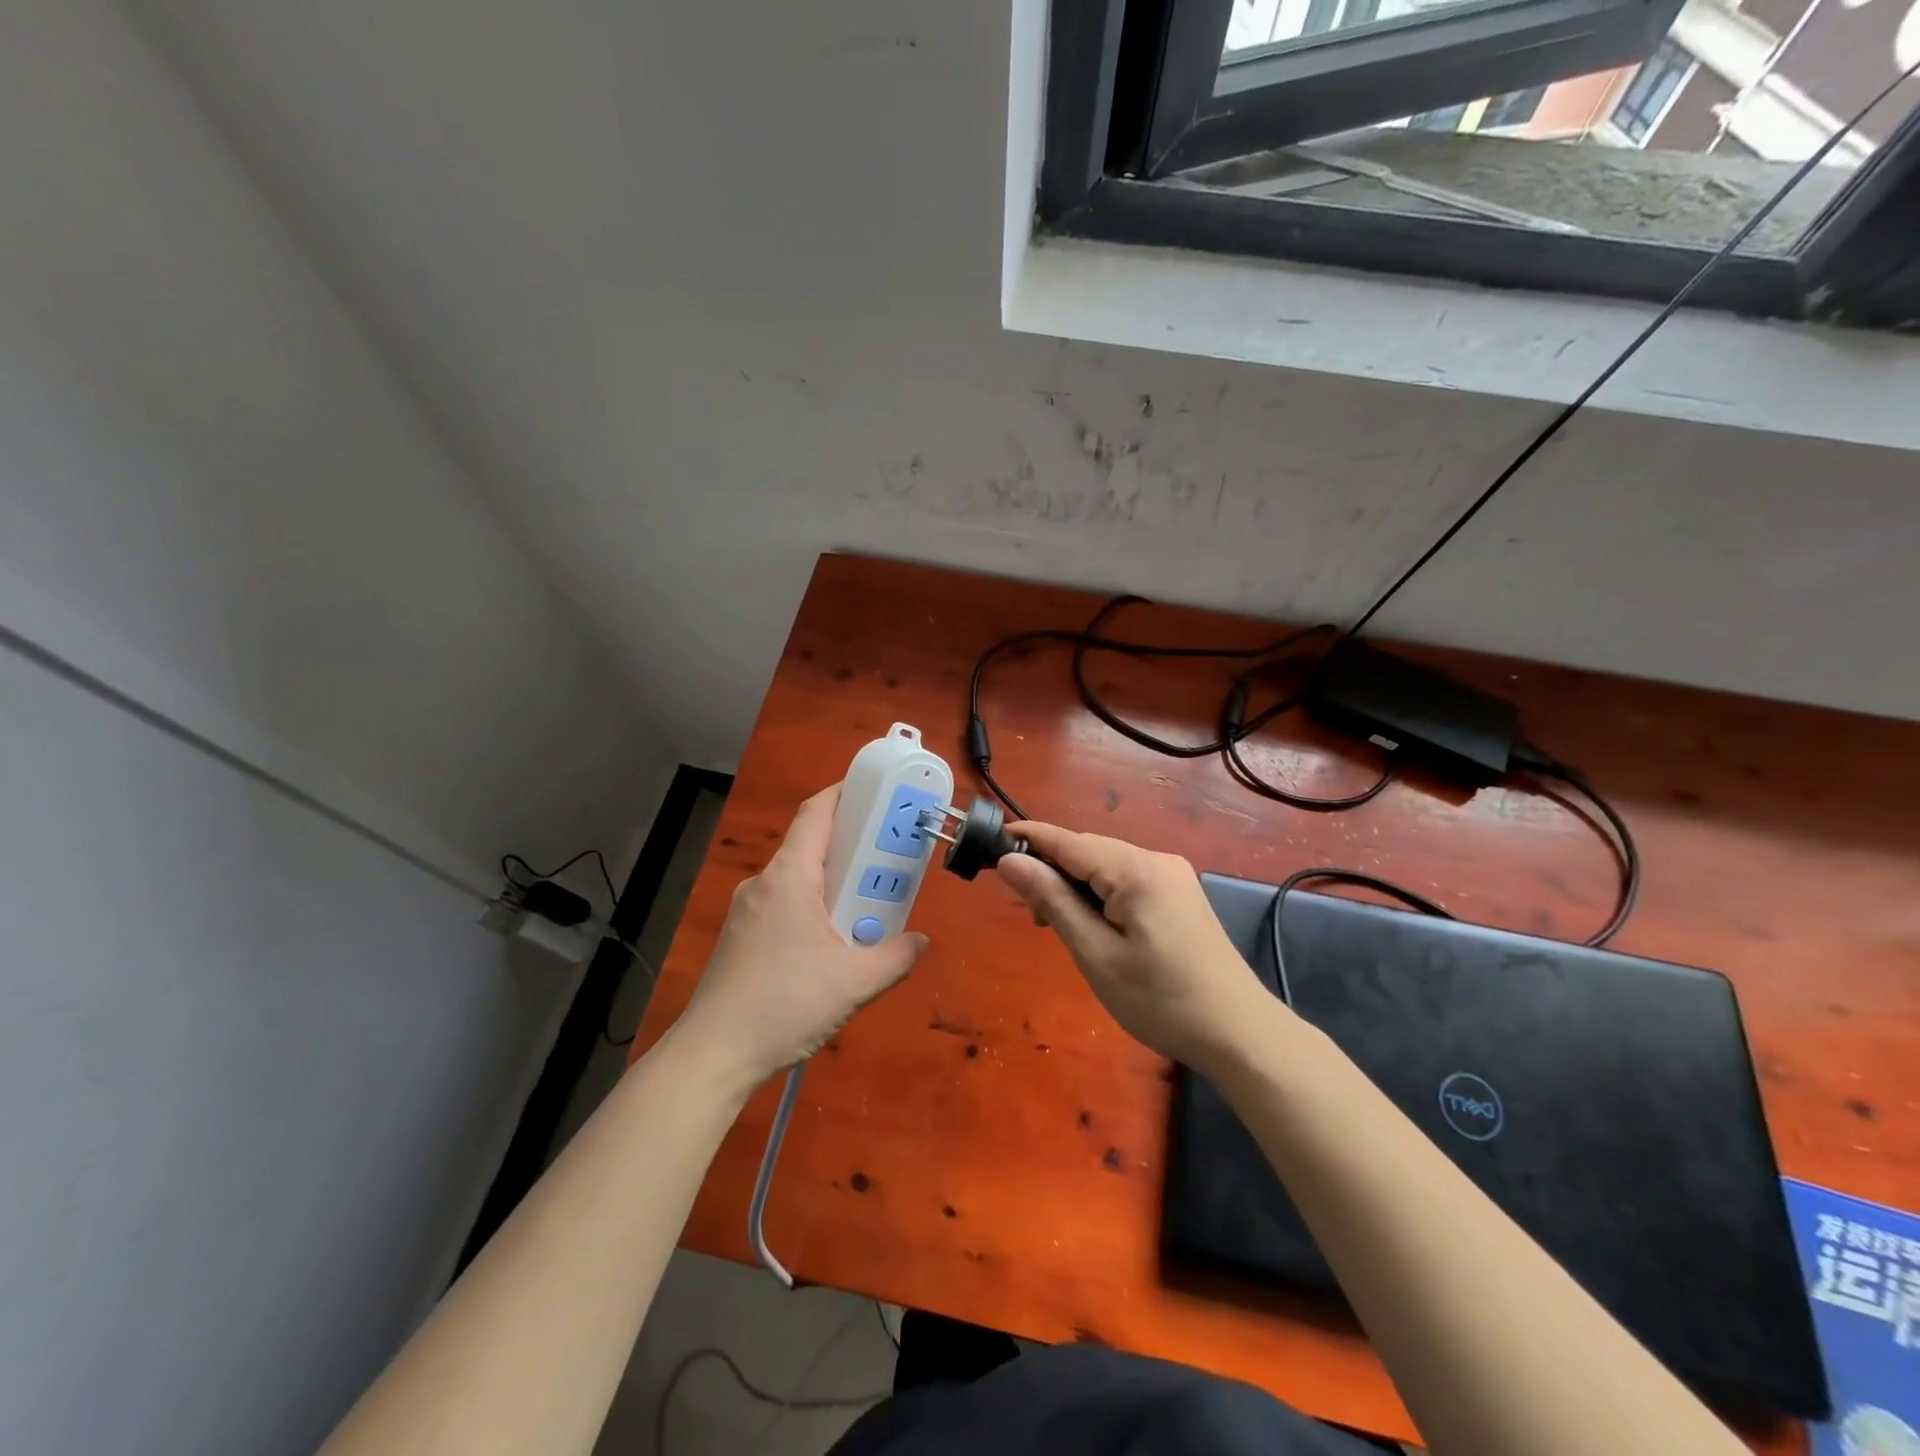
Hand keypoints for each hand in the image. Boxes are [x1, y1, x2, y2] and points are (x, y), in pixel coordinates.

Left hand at [674, 785, 926, 1092]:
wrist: (713, 1054)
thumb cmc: (784, 1005)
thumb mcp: (854, 983)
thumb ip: (895, 958)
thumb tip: (920, 941)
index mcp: (789, 878)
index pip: (817, 813)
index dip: (846, 793)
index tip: (877, 791)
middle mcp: (764, 883)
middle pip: (811, 845)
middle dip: (852, 845)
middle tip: (889, 856)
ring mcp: (747, 910)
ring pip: (799, 878)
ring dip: (834, 882)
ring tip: (868, 903)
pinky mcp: (741, 936)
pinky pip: (785, 903)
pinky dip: (814, 906)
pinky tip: (832, 941)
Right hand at [997, 823, 1276, 1071]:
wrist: (1239, 1033)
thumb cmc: (1160, 1000)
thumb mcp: (1095, 954)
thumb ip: (1052, 901)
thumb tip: (1011, 861)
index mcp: (1134, 869)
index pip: (1067, 840)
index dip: (1027, 839)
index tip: (989, 845)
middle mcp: (1155, 859)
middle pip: (1087, 850)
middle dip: (1051, 869)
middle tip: (1028, 912)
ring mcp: (1172, 875)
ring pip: (1106, 865)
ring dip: (1075, 885)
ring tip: (1056, 924)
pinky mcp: (1180, 893)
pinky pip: (1127, 879)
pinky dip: (1101, 893)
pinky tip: (1093, 924)